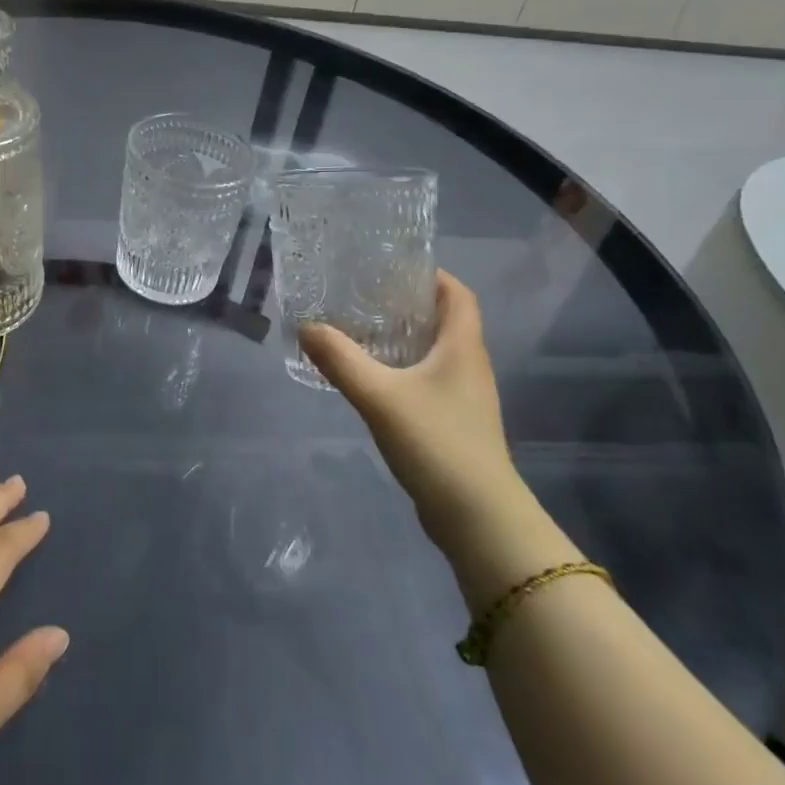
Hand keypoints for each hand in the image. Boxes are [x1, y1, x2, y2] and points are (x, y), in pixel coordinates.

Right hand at [299, 271, 526, 550]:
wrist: (478, 519)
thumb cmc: (437, 443)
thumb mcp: (379, 396)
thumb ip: (340, 359)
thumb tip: (306, 326)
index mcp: (462, 347)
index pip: (458, 294)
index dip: (432, 274)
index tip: (393, 265)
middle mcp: (469, 365)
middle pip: (444, 320)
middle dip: (408, 303)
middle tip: (363, 294)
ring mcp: (464, 397)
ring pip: (434, 352)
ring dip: (404, 337)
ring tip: (360, 329)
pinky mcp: (454, 423)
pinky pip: (428, 380)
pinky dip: (403, 369)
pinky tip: (372, 377)